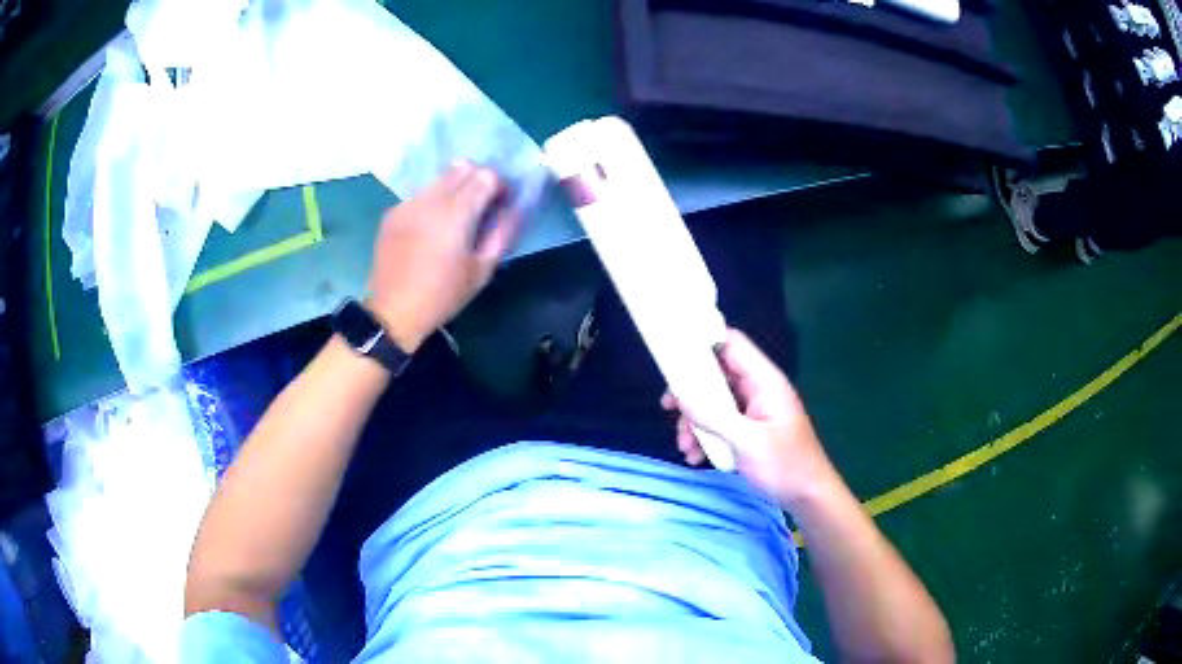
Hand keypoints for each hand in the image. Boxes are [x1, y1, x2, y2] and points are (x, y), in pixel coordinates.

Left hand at [366, 162, 520, 351]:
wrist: (392, 311)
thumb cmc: (442, 296)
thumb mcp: (482, 271)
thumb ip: (502, 233)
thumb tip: (514, 209)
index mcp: (456, 214)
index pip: (486, 175)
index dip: (499, 186)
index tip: (500, 205)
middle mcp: (431, 200)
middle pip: (463, 168)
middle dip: (478, 181)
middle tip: (481, 208)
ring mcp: (408, 203)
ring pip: (440, 178)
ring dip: (455, 189)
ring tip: (454, 219)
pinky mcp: (393, 212)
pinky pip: (421, 194)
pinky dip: (433, 201)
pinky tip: (430, 228)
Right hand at [661, 329, 837, 508]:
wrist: (808, 496)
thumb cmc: (786, 466)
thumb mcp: (748, 443)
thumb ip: (714, 417)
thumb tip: (680, 395)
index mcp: (764, 381)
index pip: (731, 344)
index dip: (703, 342)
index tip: (673, 356)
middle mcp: (757, 388)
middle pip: (716, 373)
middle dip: (690, 393)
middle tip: (668, 408)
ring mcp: (752, 409)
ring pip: (713, 401)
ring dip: (695, 422)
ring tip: (686, 448)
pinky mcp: (747, 428)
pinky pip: (718, 422)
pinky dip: (704, 436)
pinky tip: (697, 457)